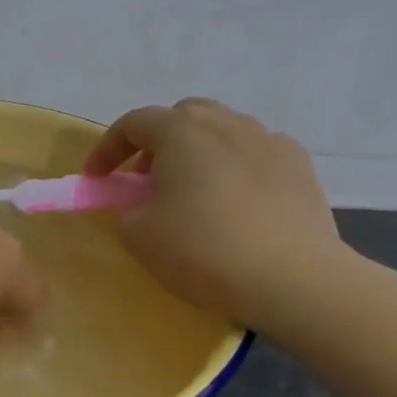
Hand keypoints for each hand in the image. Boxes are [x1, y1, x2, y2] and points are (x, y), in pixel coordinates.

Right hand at [84, 98, 340, 327]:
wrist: (294, 278)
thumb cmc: (205, 250)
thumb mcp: (140, 236)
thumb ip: (127, 210)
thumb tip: (141, 203)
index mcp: (181, 130)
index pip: (133, 124)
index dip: (107, 149)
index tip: (97, 179)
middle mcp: (225, 121)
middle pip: (181, 118)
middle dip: (156, 144)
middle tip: (147, 181)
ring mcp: (268, 138)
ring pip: (222, 131)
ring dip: (199, 153)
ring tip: (195, 192)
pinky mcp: (299, 163)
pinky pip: (255, 153)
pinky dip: (237, 168)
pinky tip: (239, 202)